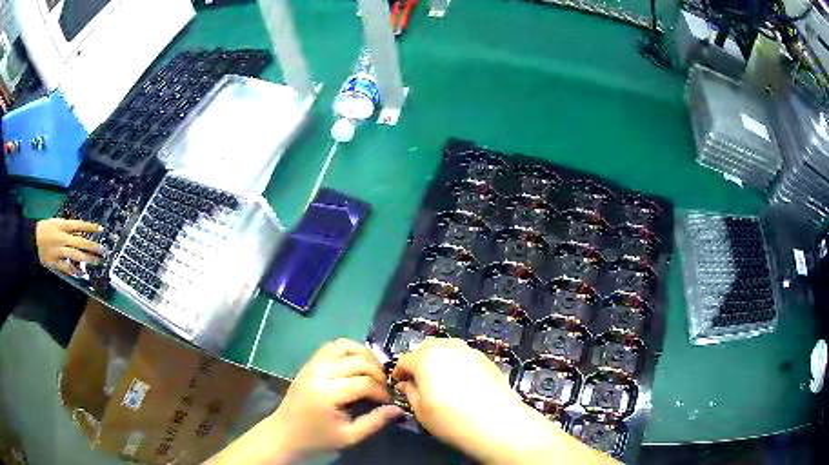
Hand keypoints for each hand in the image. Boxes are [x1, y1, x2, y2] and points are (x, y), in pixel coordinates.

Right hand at [36, 219, 102, 274]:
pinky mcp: (55, 262)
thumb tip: (81, 231)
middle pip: (79, 241)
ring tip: (96, 261)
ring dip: (86, 258)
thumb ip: (68, 228)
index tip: (100, 228)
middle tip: (102, 250)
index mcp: (61, 226)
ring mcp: (58, 251)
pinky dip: (75, 270)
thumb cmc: (46, 228)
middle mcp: (61, 238)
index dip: (89, 227)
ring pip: (74, 255)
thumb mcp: (56, 222)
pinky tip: (82, 273)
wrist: (33, 239)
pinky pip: (66, 267)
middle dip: (91, 246)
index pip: (78, 225)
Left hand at [207, 339, 402, 464]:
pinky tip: (357, 364)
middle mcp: (319, 373)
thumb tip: (398, 409)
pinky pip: (332, 347)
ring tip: (373, 372)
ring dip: (364, 355)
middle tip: (383, 388)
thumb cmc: (316, 439)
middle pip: (357, 361)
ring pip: (345, 346)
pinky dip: (349, 350)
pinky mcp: (309, 363)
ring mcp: (312, 365)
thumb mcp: (349, 437)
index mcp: (327, 394)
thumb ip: (374, 422)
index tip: (387, 402)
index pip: (363, 383)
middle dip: (377, 373)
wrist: (284, 434)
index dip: (381, 391)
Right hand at [392, 338, 613, 463]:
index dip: (401, 377)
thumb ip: (411, 390)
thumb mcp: (422, 410)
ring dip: (442, 369)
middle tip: (422, 393)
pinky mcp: (491, 362)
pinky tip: (467, 393)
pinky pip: (466, 360)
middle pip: (429, 351)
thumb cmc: (457, 422)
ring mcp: (476, 353)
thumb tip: (408, 380)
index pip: (406, 360)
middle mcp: (455, 347)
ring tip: (445, 394)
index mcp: (432, 356)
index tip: (401, 392)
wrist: (506, 428)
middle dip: (422, 368)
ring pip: (449, 355)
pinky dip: (460, 371)